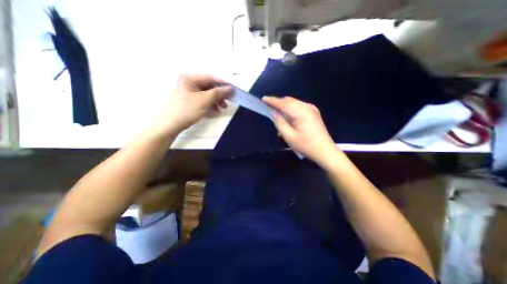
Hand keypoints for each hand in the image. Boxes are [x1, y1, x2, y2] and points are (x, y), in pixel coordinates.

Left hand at [152, 73, 231, 135]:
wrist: (171, 125)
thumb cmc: (187, 109)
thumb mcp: (204, 100)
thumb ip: (218, 93)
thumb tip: (230, 88)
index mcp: (189, 78)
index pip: (209, 78)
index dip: (222, 83)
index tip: (232, 89)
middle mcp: (188, 83)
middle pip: (209, 87)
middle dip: (219, 95)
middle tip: (228, 101)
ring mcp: (189, 93)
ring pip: (207, 95)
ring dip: (216, 102)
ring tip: (222, 109)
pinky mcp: (190, 101)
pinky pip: (203, 101)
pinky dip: (210, 106)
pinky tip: (215, 112)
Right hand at [261, 97, 343, 166]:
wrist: (324, 151)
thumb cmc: (305, 146)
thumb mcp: (289, 136)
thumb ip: (279, 122)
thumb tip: (273, 112)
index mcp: (301, 112)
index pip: (283, 103)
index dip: (272, 101)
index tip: (263, 99)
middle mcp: (307, 107)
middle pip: (289, 101)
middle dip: (278, 103)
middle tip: (268, 107)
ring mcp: (312, 109)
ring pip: (294, 103)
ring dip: (284, 107)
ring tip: (276, 114)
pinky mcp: (313, 112)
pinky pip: (298, 107)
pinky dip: (290, 110)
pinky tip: (287, 118)